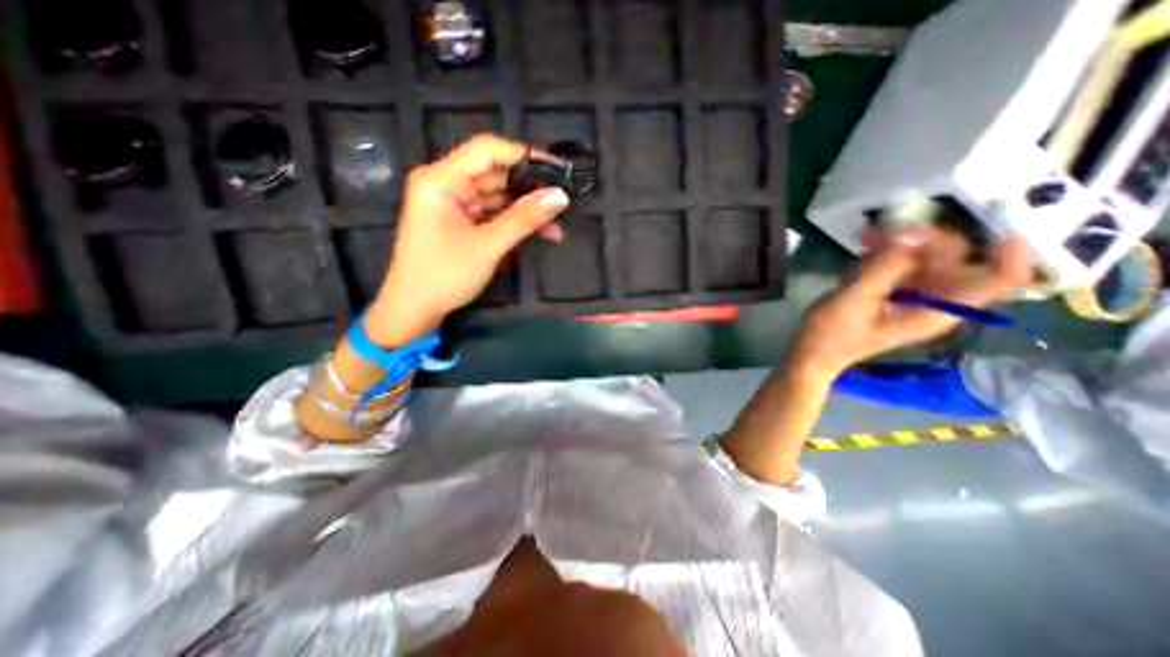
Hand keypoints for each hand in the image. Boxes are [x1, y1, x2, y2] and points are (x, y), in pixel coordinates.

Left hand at [364, 137, 568, 345]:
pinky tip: (544, 232)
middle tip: (564, 196)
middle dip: (530, 186)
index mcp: (441, 180)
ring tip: (560, 218)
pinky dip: (517, 223)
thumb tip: (560, 196)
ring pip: (500, 196)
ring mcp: (456, 205)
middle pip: (496, 173)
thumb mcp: (488, 246)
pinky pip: (495, 214)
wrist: (415, 309)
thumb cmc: (444, 275)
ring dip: (528, 209)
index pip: (487, 150)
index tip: (557, 167)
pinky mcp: (464, 222)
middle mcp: (447, 184)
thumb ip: (524, 219)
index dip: (523, 154)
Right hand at [784, 224, 1030, 379]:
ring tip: (866, 237)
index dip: (1007, 251)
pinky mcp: (891, 296)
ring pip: (924, 260)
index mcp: (935, 310)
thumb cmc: (832, 333)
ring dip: (900, 244)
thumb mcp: (856, 298)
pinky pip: (901, 266)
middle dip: (927, 240)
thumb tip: (911, 231)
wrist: (810, 354)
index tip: (994, 222)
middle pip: (955, 261)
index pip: (997, 280)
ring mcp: (911, 299)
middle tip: (889, 229)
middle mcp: (933, 302)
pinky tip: (863, 250)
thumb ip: (886, 266)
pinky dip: (885, 254)